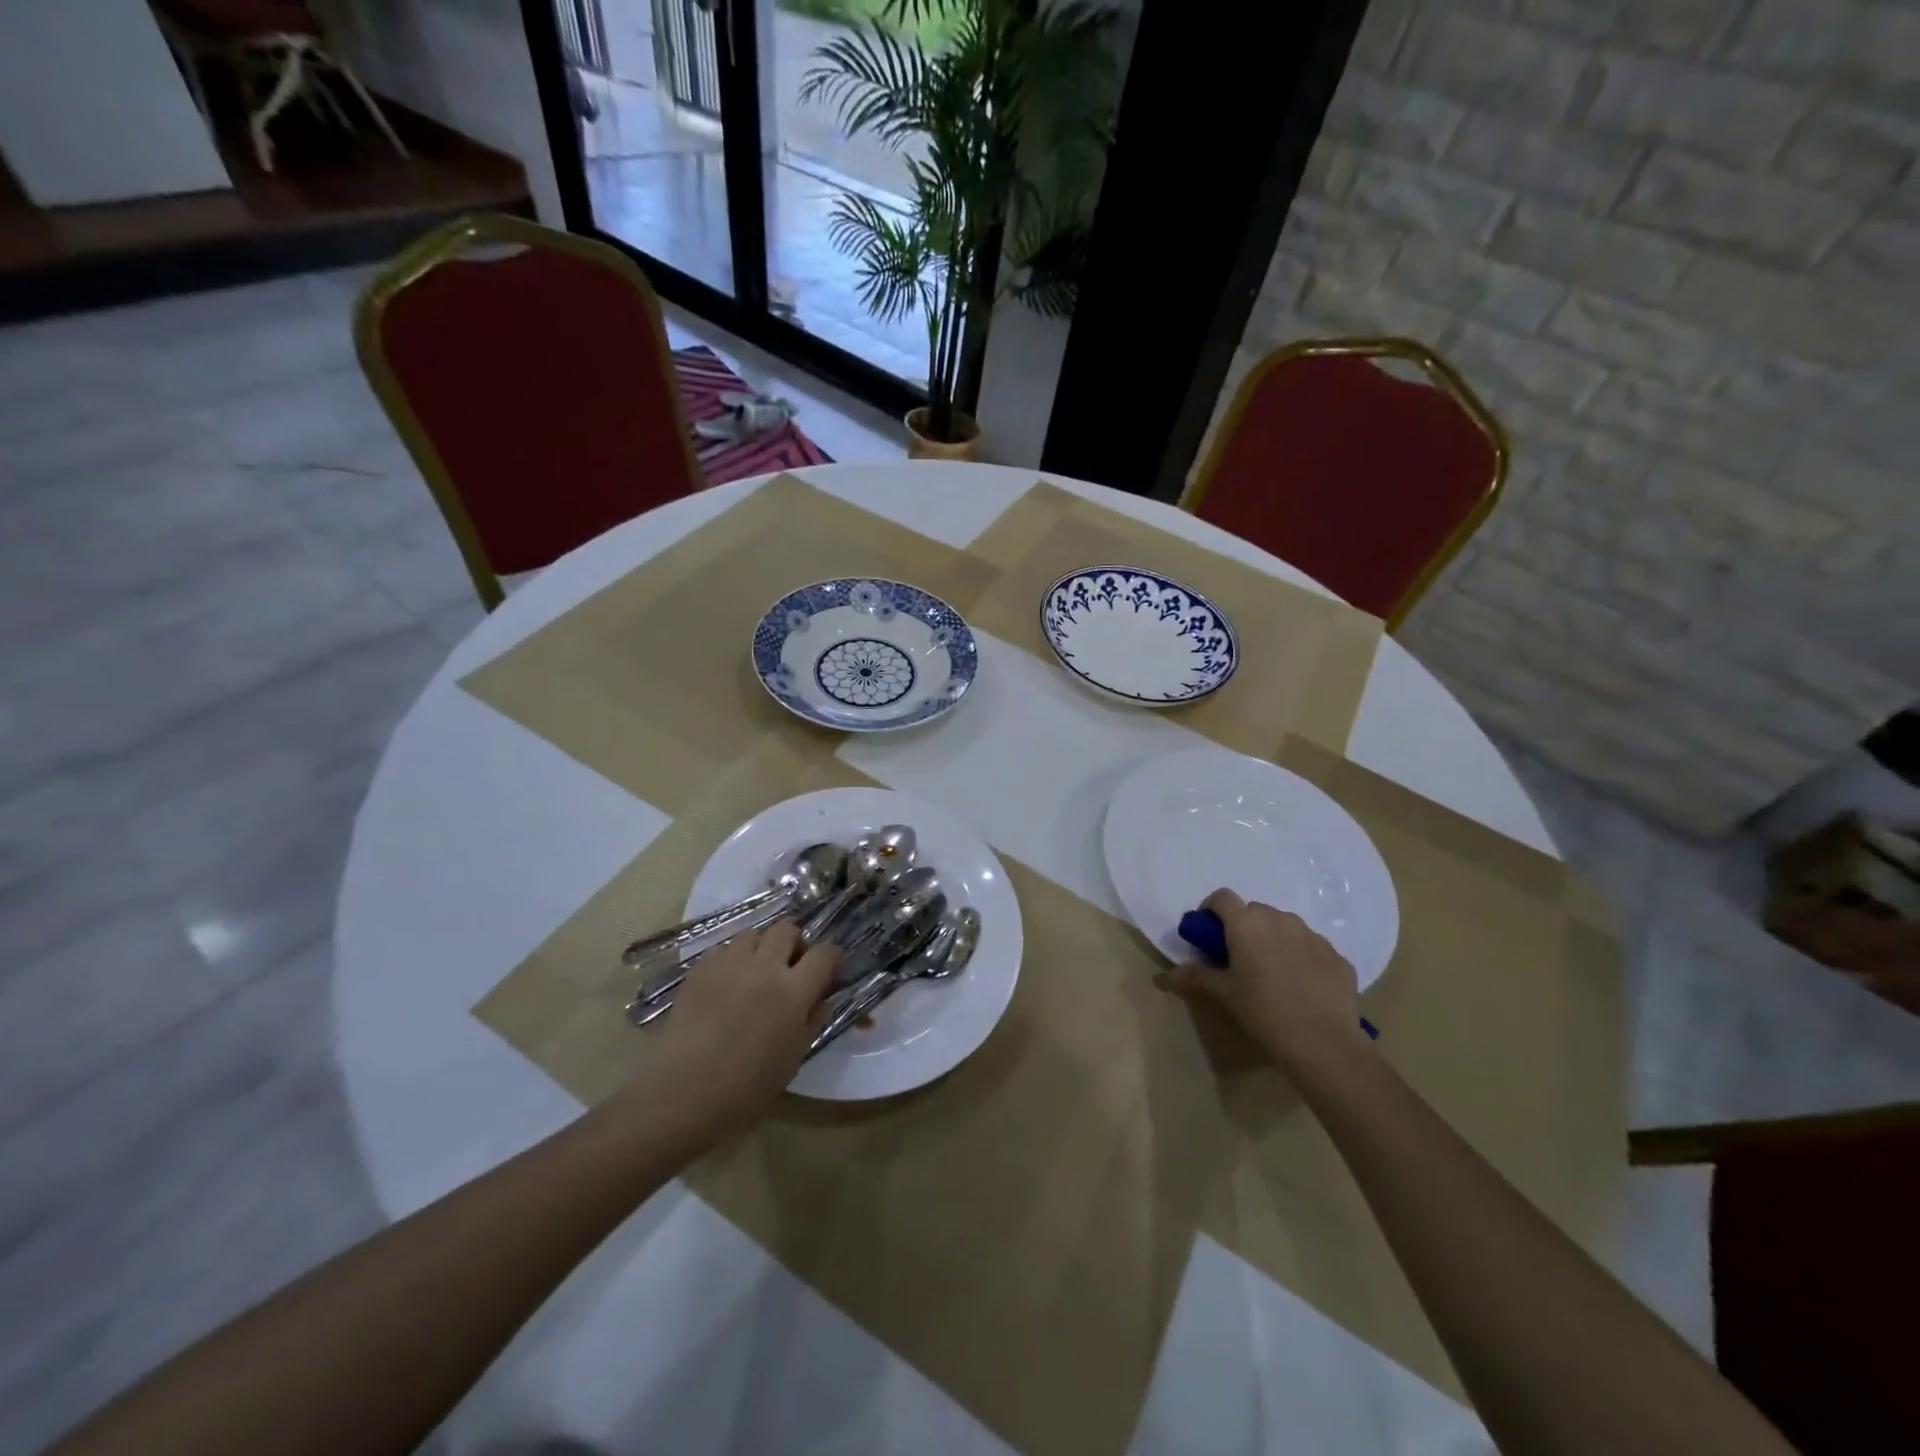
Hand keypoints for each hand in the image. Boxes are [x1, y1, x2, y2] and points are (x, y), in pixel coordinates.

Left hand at [627, 921, 840, 1139]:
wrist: (682, 1092)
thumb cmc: (746, 1086)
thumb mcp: (792, 1058)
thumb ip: (812, 1021)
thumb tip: (824, 999)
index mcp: (793, 991)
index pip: (824, 953)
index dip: (832, 958)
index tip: (829, 970)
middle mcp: (764, 966)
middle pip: (788, 930)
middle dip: (794, 944)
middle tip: (790, 968)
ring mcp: (729, 963)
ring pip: (754, 933)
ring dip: (762, 947)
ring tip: (756, 972)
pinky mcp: (700, 969)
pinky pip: (724, 949)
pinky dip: (733, 959)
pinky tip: (727, 984)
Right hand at [1154, 888, 1370, 1076]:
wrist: (1324, 1043)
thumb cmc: (1263, 1011)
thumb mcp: (1223, 994)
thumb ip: (1193, 977)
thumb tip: (1162, 977)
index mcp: (1246, 923)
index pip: (1222, 897)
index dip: (1211, 910)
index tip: (1209, 935)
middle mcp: (1280, 919)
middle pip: (1254, 911)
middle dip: (1244, 928)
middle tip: (1239, 959)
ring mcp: (1313, 935)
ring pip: (1285, 926)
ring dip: (1274, 940)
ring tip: (1273, 974)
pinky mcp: (1337, 956)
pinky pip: (1311, 948)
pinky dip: (1302, 958)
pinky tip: (1302, 988)